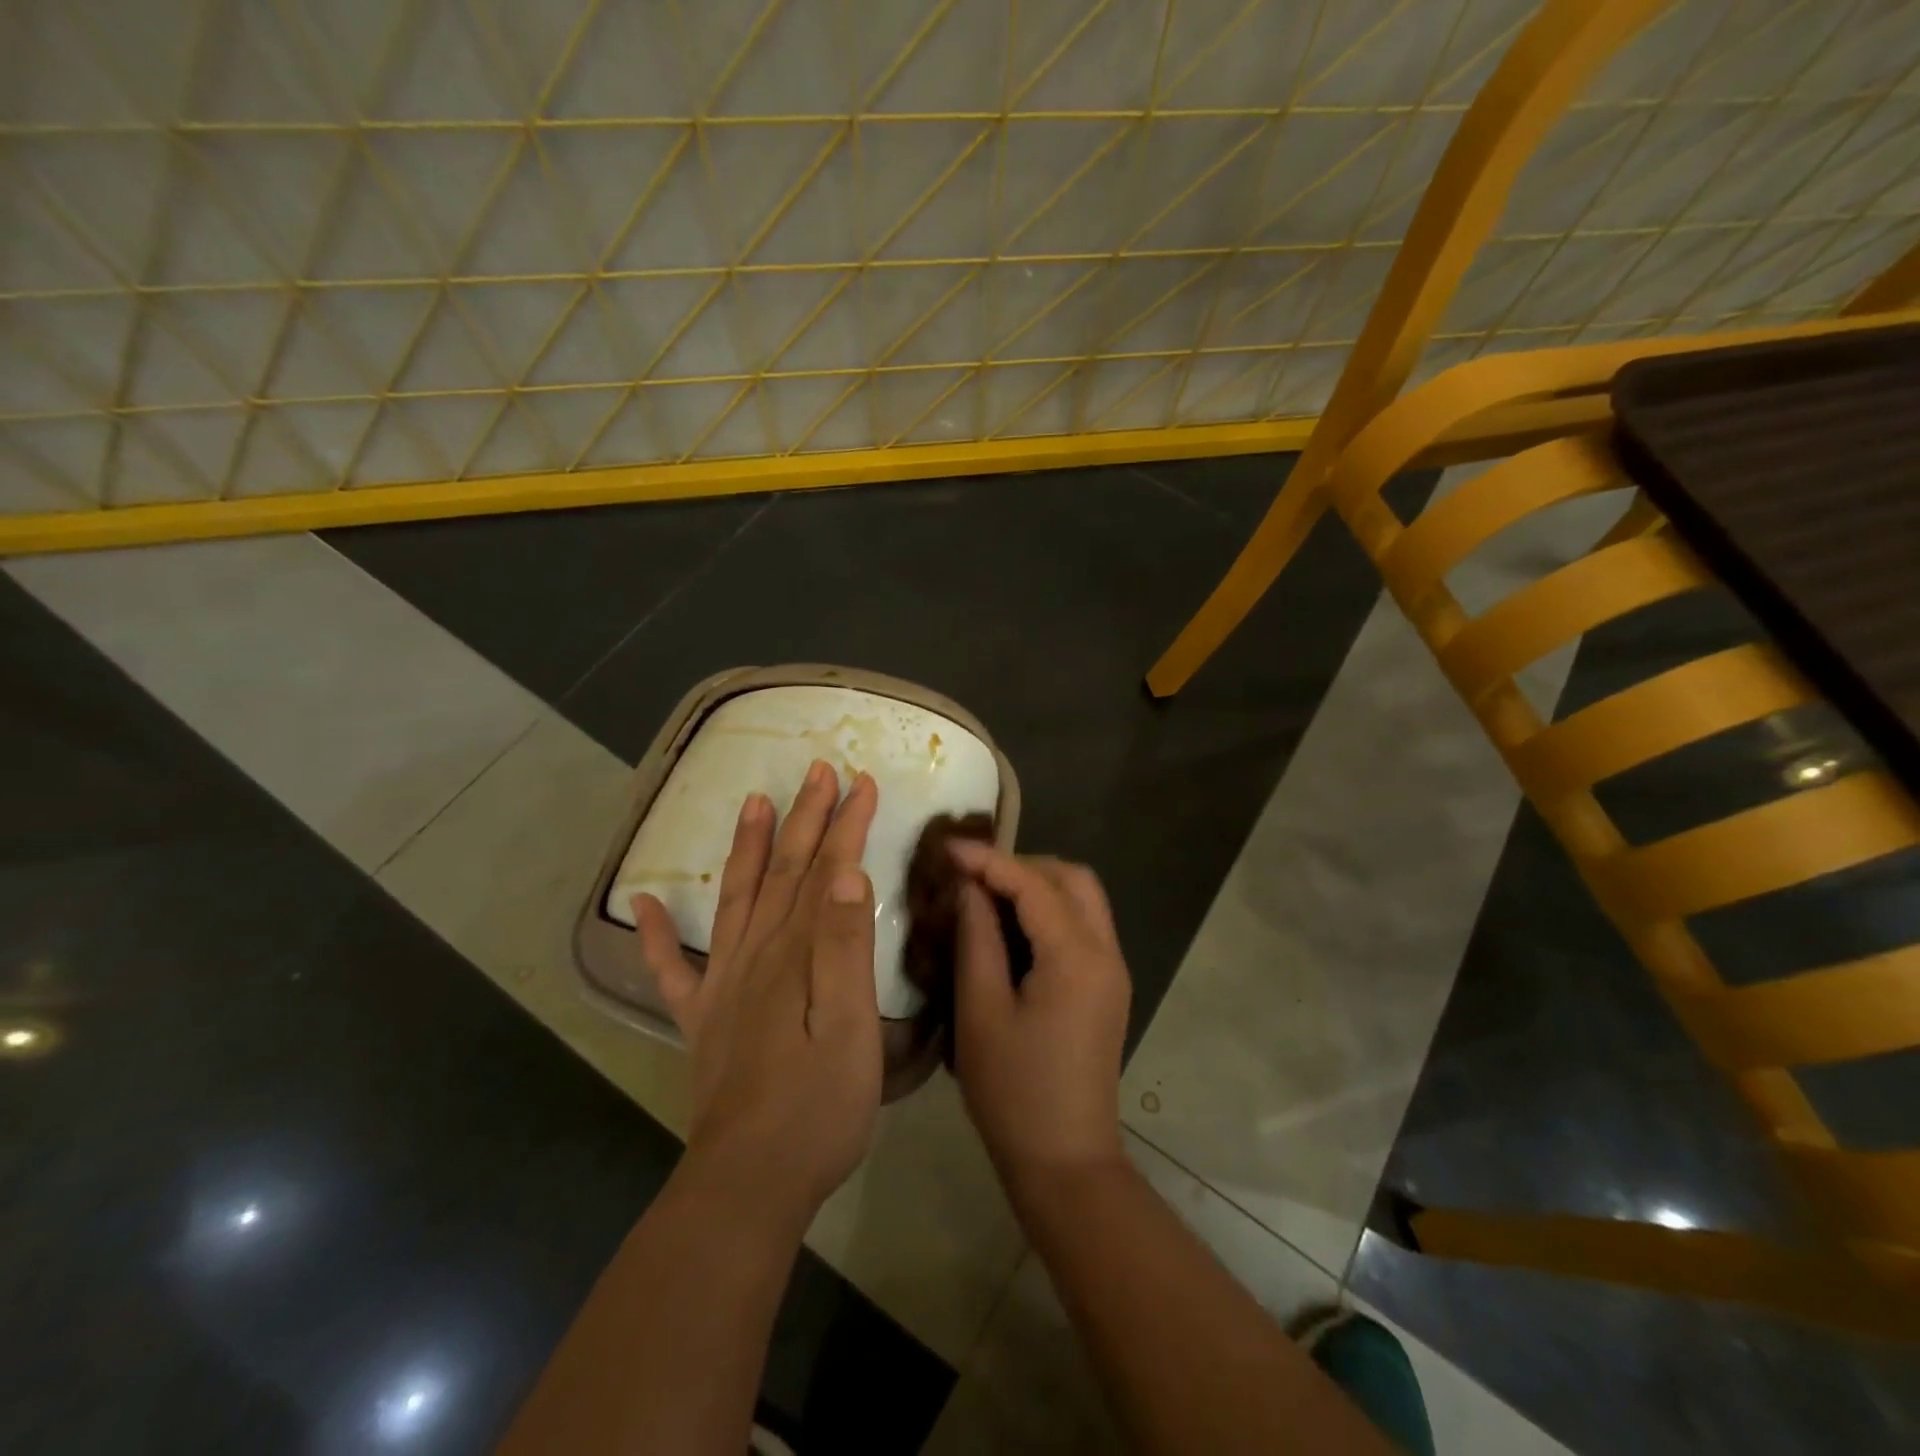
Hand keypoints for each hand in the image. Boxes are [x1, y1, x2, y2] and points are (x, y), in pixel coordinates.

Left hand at [634, 762, 882, 1225]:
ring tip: (752, 801)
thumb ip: (846, 948)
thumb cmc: (818, 1106)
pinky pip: (669, 969)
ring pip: (735, 898)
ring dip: (745, 847)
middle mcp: (754, 955)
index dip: (845, 825)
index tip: (862, 782)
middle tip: (816, 770)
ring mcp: (721, 986)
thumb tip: (847, 874)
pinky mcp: (701, 1020)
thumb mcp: (851, 1026)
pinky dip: (655, 933)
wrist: (749, 1183)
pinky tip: (646, 900)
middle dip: (803, 817)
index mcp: (796, 954)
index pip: (826, 872)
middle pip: (782, 872)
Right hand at [949, 842, 1131, 1194]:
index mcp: (1077, 958)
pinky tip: (1013, 926)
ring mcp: (1113, 970)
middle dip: (1022, 866)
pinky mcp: (1108, 987)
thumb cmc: (1013, 1091)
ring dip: (1039, 885)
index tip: (947, 848)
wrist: (1066, 1161)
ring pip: (1083, 898)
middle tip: (973, 877)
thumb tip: (969, 887)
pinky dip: (1050, 910)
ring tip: (988, 896)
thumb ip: (977, 938)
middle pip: (1073, 879)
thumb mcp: (981, 1011)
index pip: (1034, 884)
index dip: (989, 860)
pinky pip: (1083, 925)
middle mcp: (1106, 953)